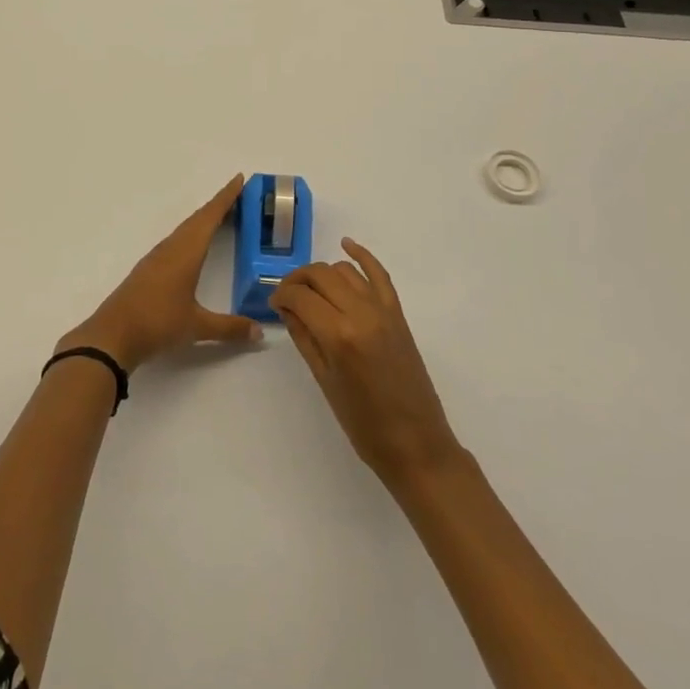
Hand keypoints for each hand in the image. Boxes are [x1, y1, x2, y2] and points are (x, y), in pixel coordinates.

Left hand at [59, 175, 260, 373]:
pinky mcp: (148, 269)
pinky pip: (176, 241)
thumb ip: (230, 328)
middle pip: (197, 219)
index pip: (210, 217)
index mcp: (186, 253)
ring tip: (221, 216)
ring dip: (203, 219)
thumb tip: (260, 333)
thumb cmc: (157, 323)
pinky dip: (191, 234)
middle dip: (218, 205)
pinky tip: (193, 245)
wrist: (113, 335)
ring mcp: (157, 258)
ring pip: (185, 229)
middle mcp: (171, 248)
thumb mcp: (197, 327)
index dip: (226, 198)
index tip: (238, 179)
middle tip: (238, 195)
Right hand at [270, 238, 461, 485]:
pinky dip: (362, 256)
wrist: (416, 443)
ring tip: (311, 290)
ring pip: (344, 271)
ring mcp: (383, 310)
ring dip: (323, 273)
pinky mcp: (398, 313)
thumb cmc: (363, 423)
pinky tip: (347, 245)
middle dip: (298, 280)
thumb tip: (287, 308)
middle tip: (287, 296)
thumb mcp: (324, 381)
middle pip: (320, 275)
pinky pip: (379, 274)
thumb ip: (304, 338)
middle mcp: (361, 313)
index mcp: (339, 335)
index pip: (300, 297)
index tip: (273, 303)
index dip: (281, 295)